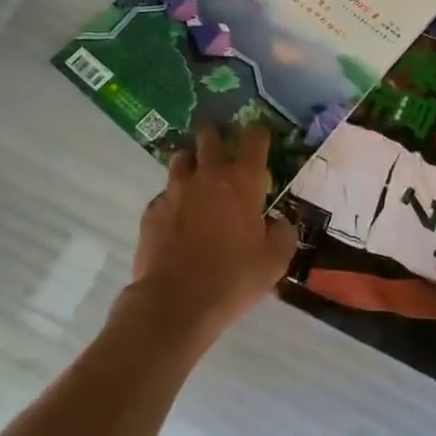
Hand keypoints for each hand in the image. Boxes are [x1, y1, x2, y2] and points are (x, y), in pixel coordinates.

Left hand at [125, 123, 298, 346]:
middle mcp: (208, 175)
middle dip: (217, 136)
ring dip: (191, 162)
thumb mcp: (274, 262)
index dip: (258, 132)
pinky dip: (173, 199)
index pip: (254, 138)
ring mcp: (176, 190)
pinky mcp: (152, 210)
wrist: (175, 302)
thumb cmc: (233, 278)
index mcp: (243, 181)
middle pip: (210, 136)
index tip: (260, 136)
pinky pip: (164, 194)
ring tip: (196, 178)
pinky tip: (177, 219)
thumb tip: (281, 223)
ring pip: (181, 158)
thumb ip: (283, 235)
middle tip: (223, 148)